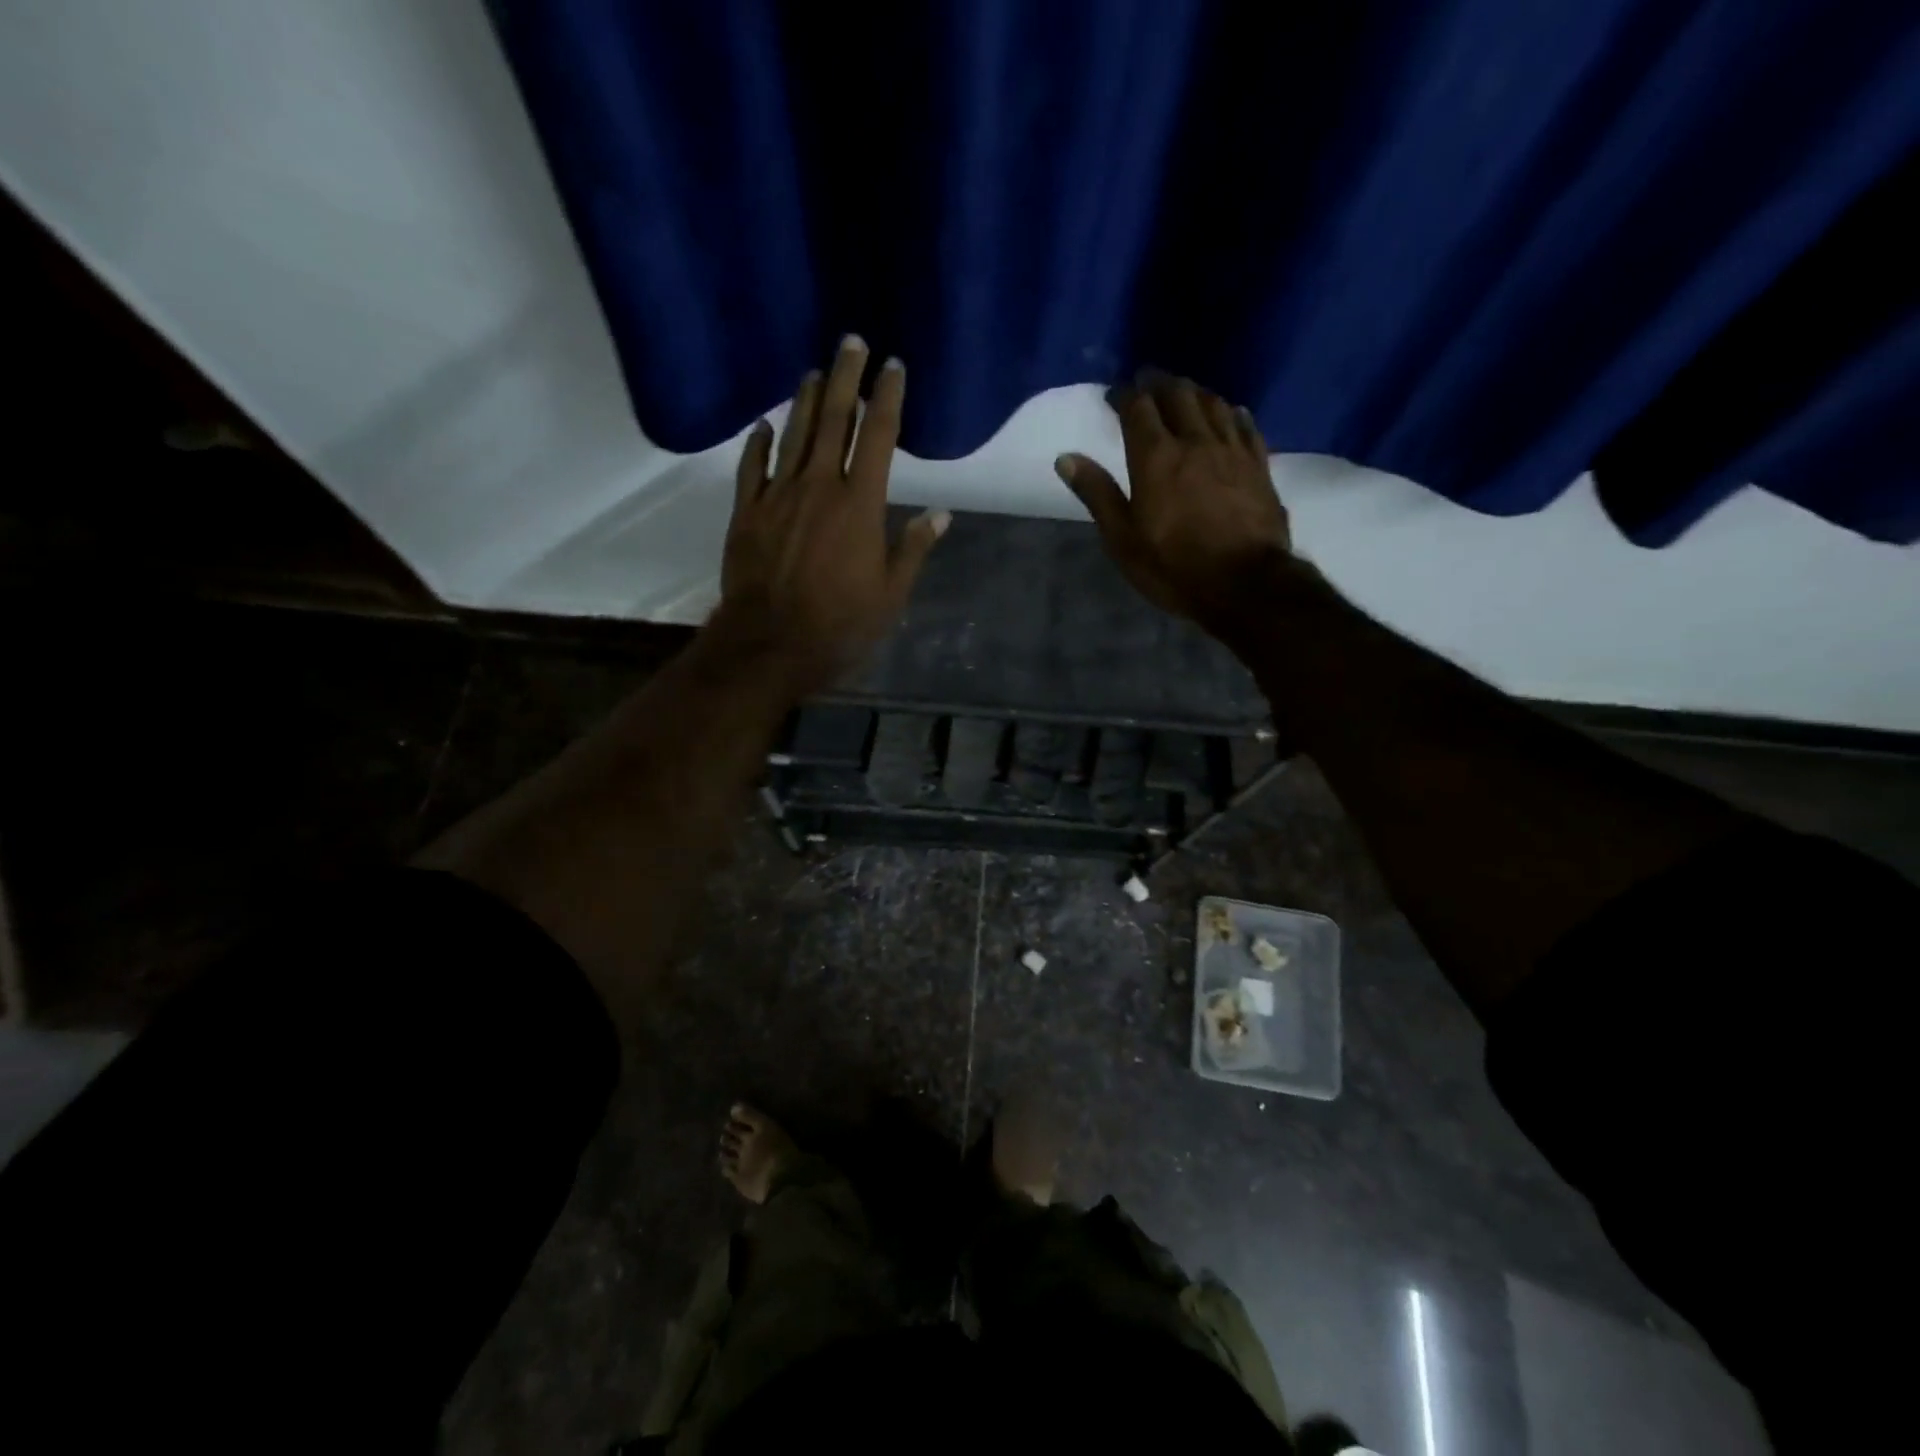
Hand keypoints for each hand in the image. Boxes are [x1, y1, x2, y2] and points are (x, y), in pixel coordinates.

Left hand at [716, 335, 947, 689]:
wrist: (770, 644)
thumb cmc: (840, 624)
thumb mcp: (891, 594)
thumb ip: (912, 549)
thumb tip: (940, 514)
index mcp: (861, 504)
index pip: (880, 437)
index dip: (888, 398)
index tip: (893, 367)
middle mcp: (819, 486)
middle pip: (834, 420)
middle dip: (845, 378)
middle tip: (851, 342)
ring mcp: (778, 496)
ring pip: (794, 435)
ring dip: (805, 400)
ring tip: (814, 372)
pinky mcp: (747, 513)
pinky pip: (753, 467)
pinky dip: (760, 442)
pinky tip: (765, 425)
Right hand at [1056, 372, 1297, 631]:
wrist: (1246, 584)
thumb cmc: (1175, 567)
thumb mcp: (1123, 540)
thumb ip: (1097, 495)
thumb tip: (1066, 458)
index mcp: (1156, 458)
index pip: (1138, 408)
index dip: (1124, 395)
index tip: (1114, 394)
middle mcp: (1195, 441)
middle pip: (1178, 395)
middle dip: (1159, 383)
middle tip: (1147, 381)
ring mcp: (1232, 450)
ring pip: (1213, 403)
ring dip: (1194, 392)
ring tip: (1184, 392)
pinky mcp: (1259, 465)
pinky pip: (1245, 425)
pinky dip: (1232, 412)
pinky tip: (1230, 412)